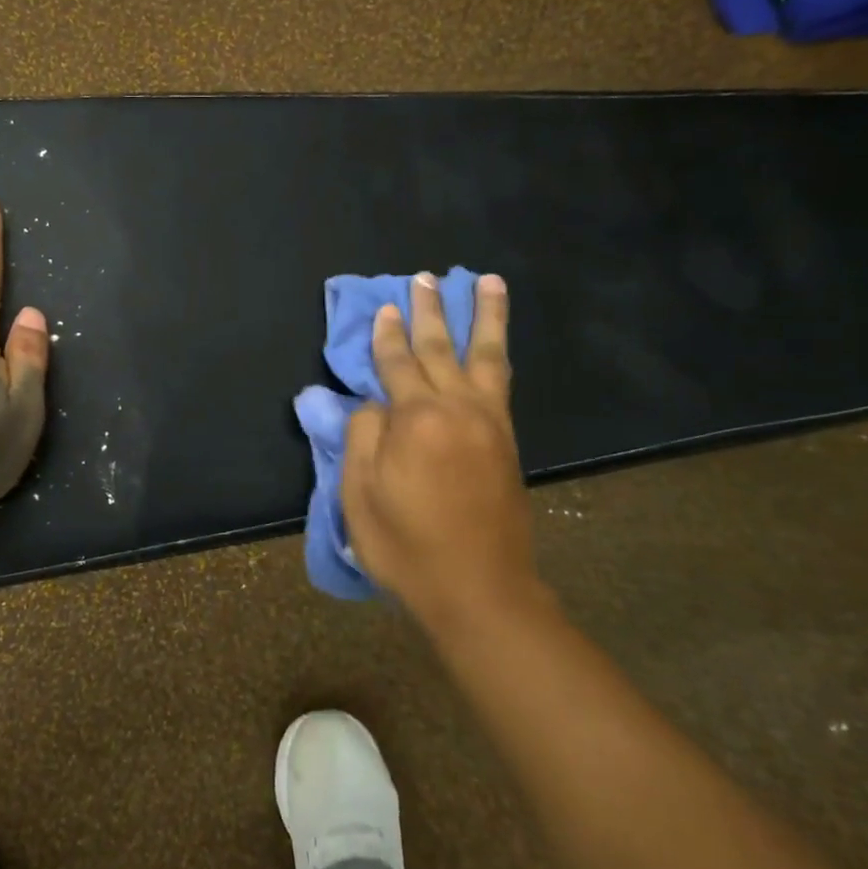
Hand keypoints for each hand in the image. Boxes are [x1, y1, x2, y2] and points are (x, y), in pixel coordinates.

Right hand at [340, 272, 544, 633]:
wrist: (479, 589)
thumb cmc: (406, 545)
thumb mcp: (360, 495)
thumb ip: (362, 437)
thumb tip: (374, 405)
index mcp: (415, 419)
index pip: (395, 365)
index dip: (386, 336)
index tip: (384, 308)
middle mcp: (456, 409)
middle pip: (440, 348)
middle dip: (430, 312)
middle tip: (425, 278)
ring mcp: (489, 422)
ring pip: (485, 355)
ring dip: (484, 316)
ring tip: (488, 282)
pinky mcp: (507, 440)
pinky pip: (502, 381)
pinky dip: (498, 353)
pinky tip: (496, 343)